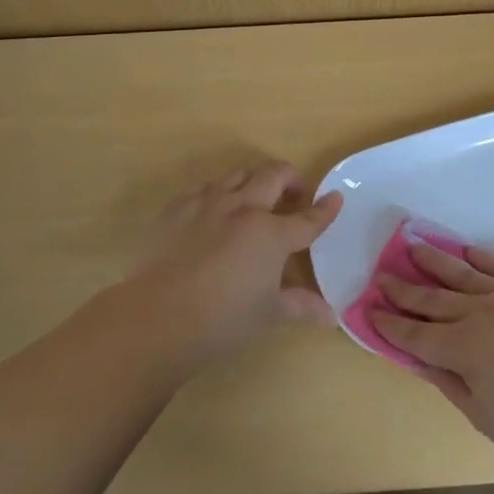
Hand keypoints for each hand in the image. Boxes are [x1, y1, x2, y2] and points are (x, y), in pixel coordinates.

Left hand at [124, 162, 341, 368]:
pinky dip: (218, 193)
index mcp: (271, 234)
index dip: (325, 208)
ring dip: (254, 180)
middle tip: (295, 194)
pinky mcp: (177, 208)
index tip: (335, 198)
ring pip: (238, 174)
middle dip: (291, 179)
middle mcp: (243, 208)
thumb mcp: (268, 313)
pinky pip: (204, 188)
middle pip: (274, 175)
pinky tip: (214, 211)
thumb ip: (300, 305)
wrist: (158, 317)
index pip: (308, 218)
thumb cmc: (223, 318)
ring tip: (255, 198)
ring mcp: (207, 203)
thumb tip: (330, 316)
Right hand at [370, 242, 493, 471]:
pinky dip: (482, 257)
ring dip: (435, 262)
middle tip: (382, 276)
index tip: (369, 310)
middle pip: (433, 300)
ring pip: (463, 275)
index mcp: (462, 350)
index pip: (415, 335)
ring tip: (413, 246)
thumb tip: (417, 359)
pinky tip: (466, 250)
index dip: (390, 325)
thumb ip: (447, 381)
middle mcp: (479, 315)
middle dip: (404, 289)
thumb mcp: (482, 416)